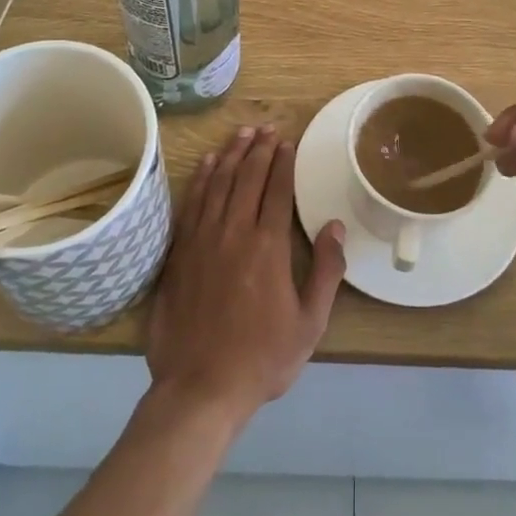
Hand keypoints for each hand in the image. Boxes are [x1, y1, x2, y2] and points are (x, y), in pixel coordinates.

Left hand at [146, 125, 345, 422]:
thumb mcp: (310, 323)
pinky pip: (192, 204)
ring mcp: (202, 240)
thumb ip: (326, 272)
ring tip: (241, 134)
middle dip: (258, 148)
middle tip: (266, 128)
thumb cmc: (262, 359)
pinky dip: (201, 179)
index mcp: (268, 247)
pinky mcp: (180, 253)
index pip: (276, 190)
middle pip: (247, 178)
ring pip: (218, 184)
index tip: (287, 141)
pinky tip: (207, 164)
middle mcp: (234, 233)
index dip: (283, 162)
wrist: (200, 388)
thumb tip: (335, 227)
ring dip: (231, 155)